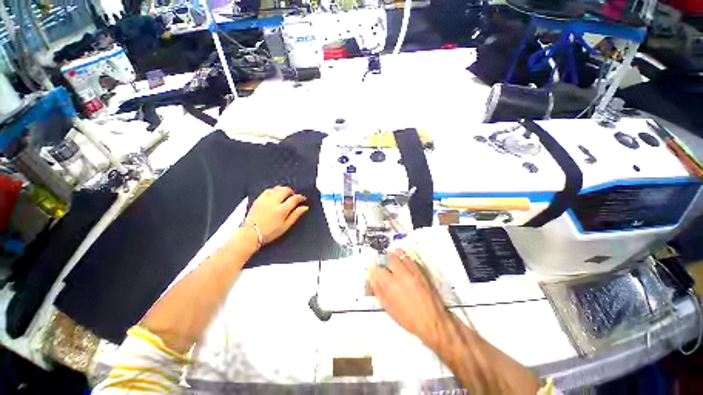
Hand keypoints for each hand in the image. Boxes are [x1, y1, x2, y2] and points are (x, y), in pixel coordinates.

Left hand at [244, 186, 308, 244]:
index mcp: (282, 209)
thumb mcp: (285, 226)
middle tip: (294, 196)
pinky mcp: (258, 199)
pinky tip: (275, 195)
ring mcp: (265, 199)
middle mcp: (274, 202)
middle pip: (285, 190)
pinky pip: (268, 190)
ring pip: (277, 188)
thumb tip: (305, 207)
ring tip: (285, 195)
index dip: (300, 197)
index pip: (294, 198)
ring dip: (283, 190)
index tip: (303, 199)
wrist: (250, 234)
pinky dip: (274, 190)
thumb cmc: (270, 232)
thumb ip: (295, 215)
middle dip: (292, 191)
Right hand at [369, 249, 449, 346]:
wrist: (433, 322)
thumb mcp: (389, 308)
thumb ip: (379, 291)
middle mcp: (401, 274)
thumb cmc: (413, 319)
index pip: (377, 269)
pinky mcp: (421, 271)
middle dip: (384, 259)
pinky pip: (410, 259)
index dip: (373, 270)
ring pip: (400, 254)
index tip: (373, 271)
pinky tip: (403, 263)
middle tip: (382, 263)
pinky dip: (405, 258)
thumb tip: (374, 281)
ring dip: (394, 255)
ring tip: (392, 258)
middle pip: (388, 257)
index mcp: (391, 284)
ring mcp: (412, 271)